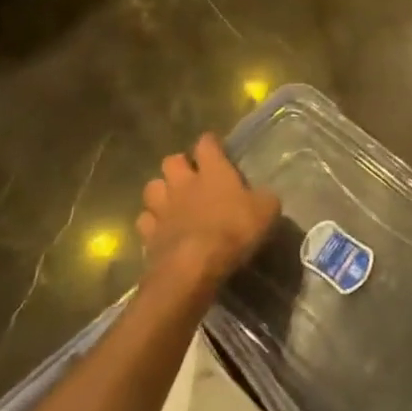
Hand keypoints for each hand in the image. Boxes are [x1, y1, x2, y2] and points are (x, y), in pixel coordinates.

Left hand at [137, 134, 279, 292]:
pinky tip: (161, 229)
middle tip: (191, 176)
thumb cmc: (234, 230)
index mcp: (213, 171)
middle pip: (172, 160)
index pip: (206, 144)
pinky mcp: (149, 235)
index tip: (215, 148)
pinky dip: (152, 222)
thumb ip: (264, 199)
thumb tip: (264, 197)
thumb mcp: (266, 211)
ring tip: (171, 201)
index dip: (210, 143)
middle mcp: (184, 183)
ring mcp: (163, 208)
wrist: (194, 267)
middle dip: (179, 165)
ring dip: (161, 191)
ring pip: (152, 187)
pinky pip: (145, 220)